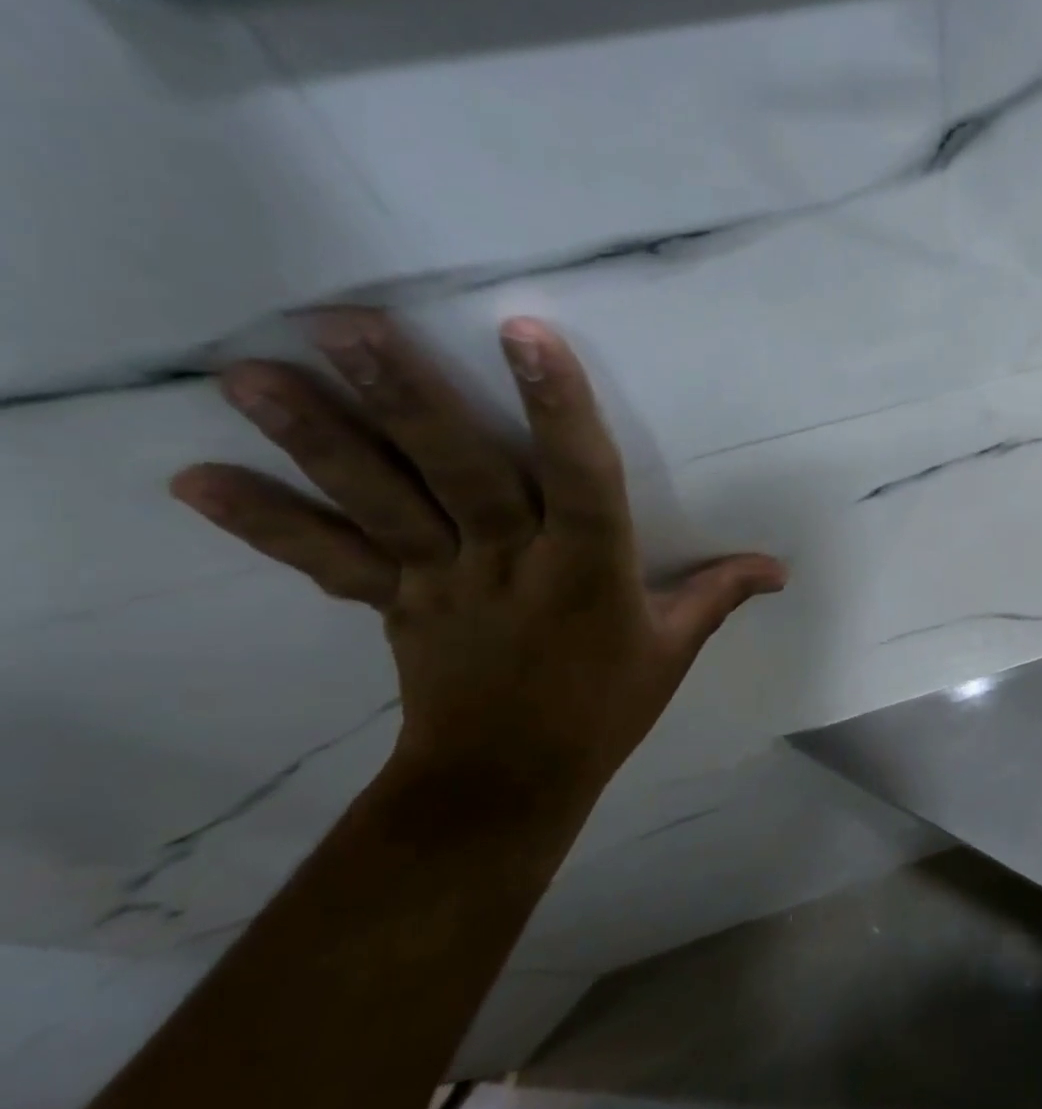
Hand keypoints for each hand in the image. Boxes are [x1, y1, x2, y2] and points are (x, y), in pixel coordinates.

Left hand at [170, 310, 784, 786]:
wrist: (507, 782)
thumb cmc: (603, 708)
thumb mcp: (674, 649)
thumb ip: (721, 594)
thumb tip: (782, 567)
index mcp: (587, 570)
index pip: (578, 479)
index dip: (558, 408)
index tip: (528, 334)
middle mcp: (509, 563)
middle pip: (460, 476)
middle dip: (410, 401)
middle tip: (350, 326)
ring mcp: (441, 582)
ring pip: (383, 505)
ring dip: (321, 441)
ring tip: (252, 375)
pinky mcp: (394, 604)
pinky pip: (330, 561)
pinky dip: (265, 523)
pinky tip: (192, 479)